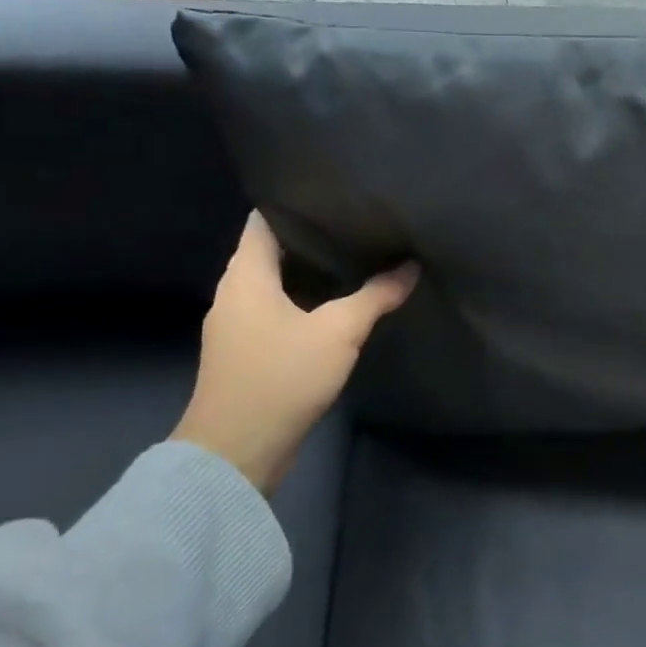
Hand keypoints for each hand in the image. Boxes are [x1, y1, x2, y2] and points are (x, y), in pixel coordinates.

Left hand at [172, 213, 417, 492]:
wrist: (236, 452)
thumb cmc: (281, 377)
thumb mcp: (338, 332)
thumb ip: (375, 296)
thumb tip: (410, 267)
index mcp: (245, 276)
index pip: (264, 219)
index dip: (296, 202)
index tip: (335, 194)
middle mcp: (234, 293)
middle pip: (272, 249)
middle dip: (313, 236)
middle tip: (358, 223)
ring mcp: (237, 324)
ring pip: (276, 281)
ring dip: (311, 271)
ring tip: (357, 256)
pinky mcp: (247, 351)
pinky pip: (277, 308)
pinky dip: (305, 299)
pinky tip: (339, 303)